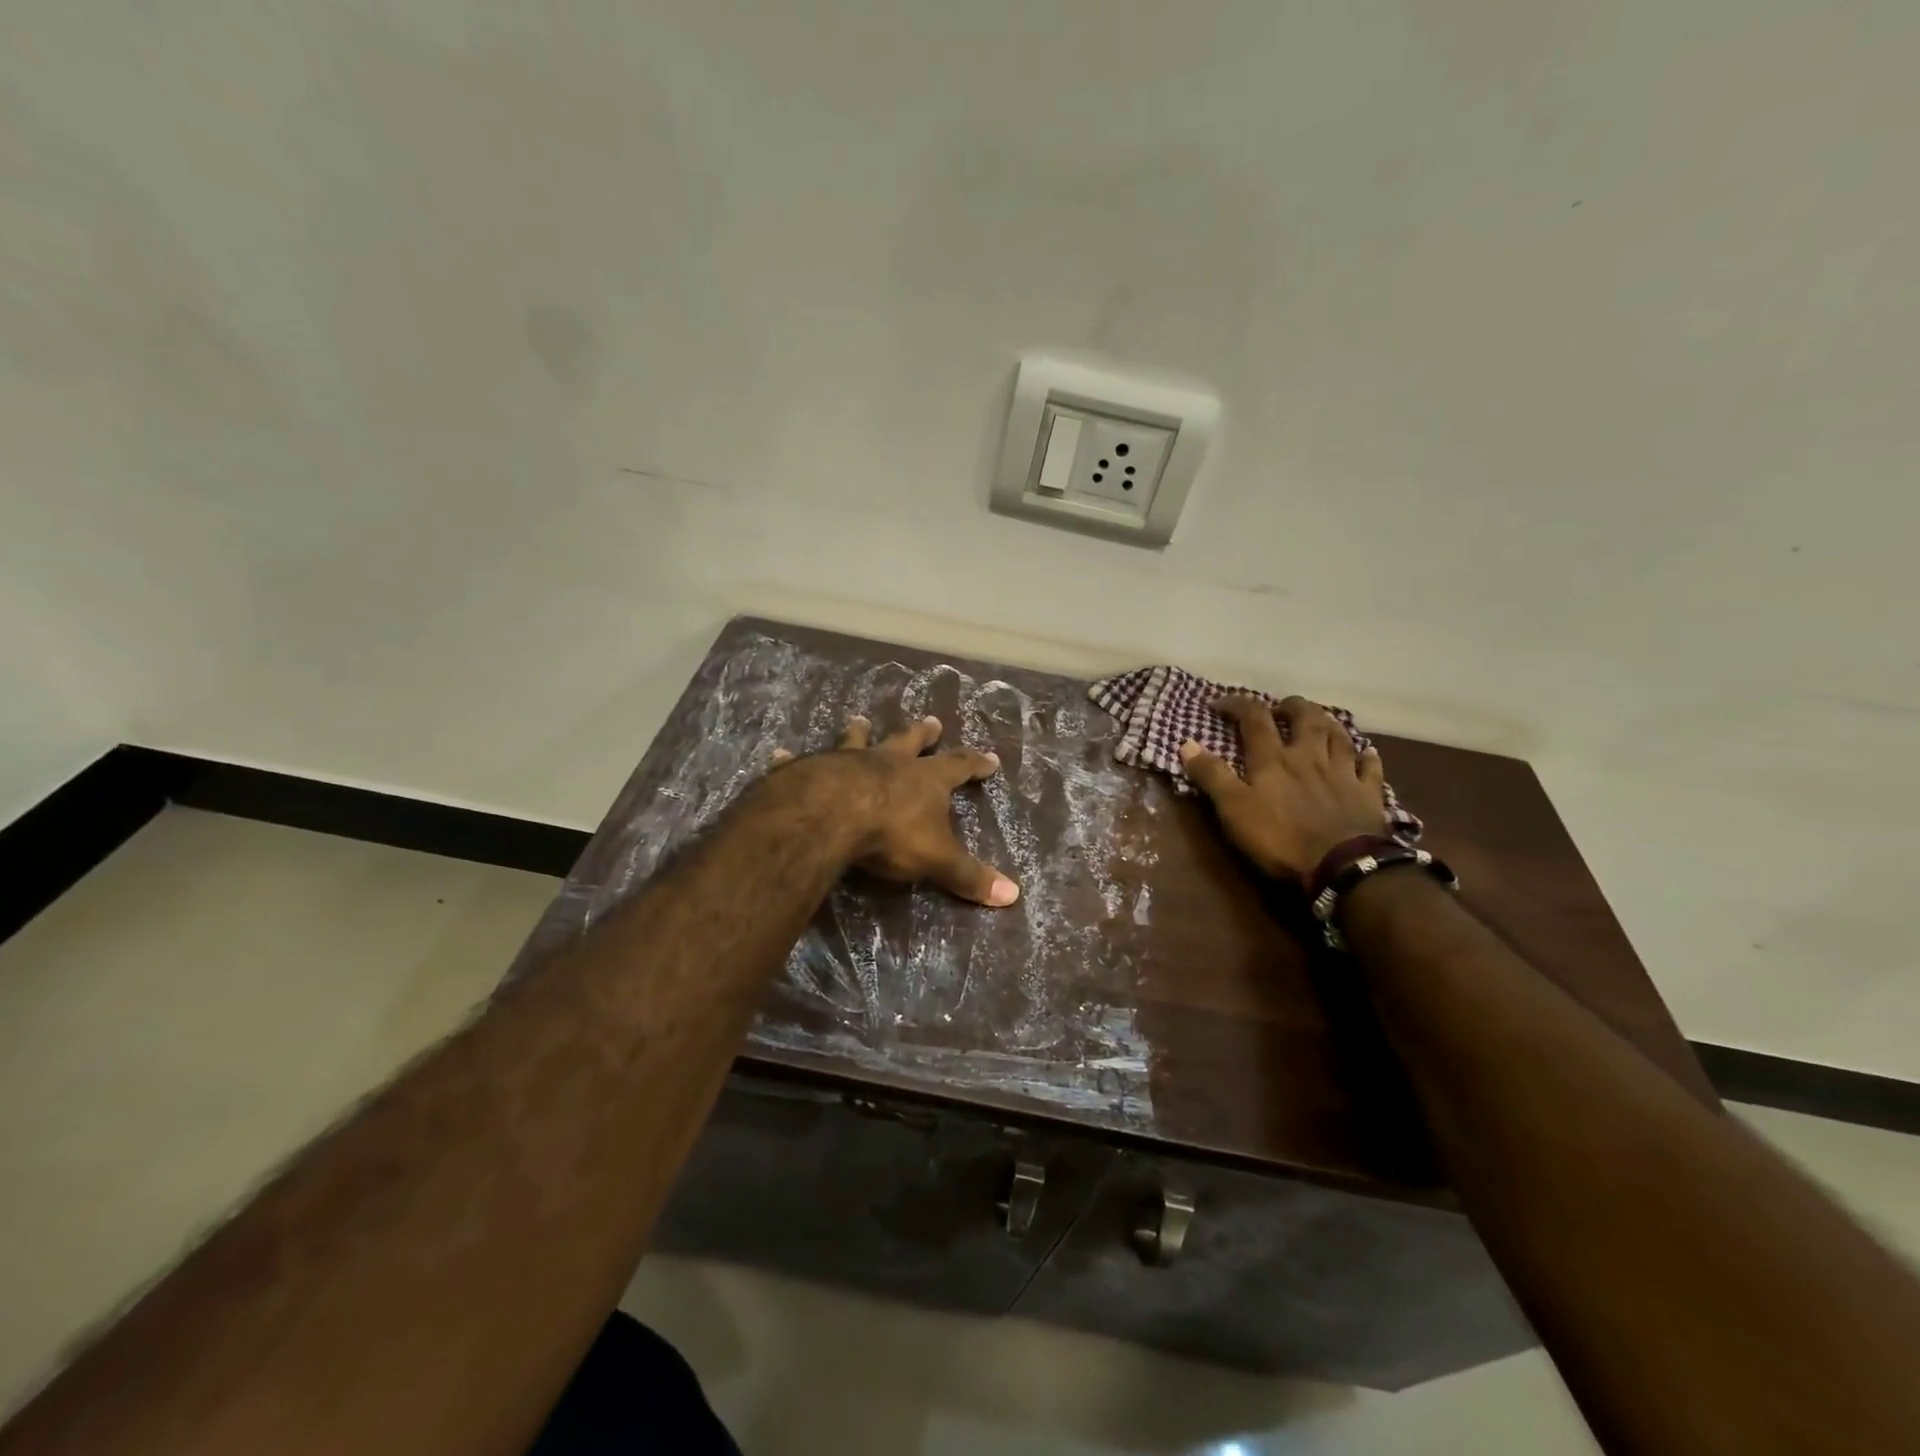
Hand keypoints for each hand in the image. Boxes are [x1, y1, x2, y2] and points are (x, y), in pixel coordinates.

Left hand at [773, 715, 1019, 906]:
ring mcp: (848, 761)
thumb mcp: (937, 860)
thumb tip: (1013, 895)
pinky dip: (793, 759)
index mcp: (924, 780)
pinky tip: (780, 754)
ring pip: (858, 740)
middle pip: (910, 742)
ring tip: (860, 718)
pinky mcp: (812, 770)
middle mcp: (889, 763)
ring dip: (861, 731)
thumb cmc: (891, 835)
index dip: (975, 763)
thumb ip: (969, 877)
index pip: (958, 766)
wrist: (831, 814)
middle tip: (932, 721)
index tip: (990, 757)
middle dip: (923, 734)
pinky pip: (802, 762)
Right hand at [1179, 696, 1388, 883]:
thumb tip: (1185, 743)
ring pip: (1338, 735)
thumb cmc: (1280, 837)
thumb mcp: (1233, 809)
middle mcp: (1310, 756)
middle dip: (1290, 706)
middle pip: (1305, 717)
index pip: (1254, 719)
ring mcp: (1343, 772)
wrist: (1342, 865)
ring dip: (1327, 722)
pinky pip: (1370, 767)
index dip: (1237, 705)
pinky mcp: (1368, 793)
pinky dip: (1366, 756)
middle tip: (1280, 708)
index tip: (1219, 705)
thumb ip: (1211, 775)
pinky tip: (1366, 752)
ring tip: (1318, 721)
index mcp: (1274, 759)